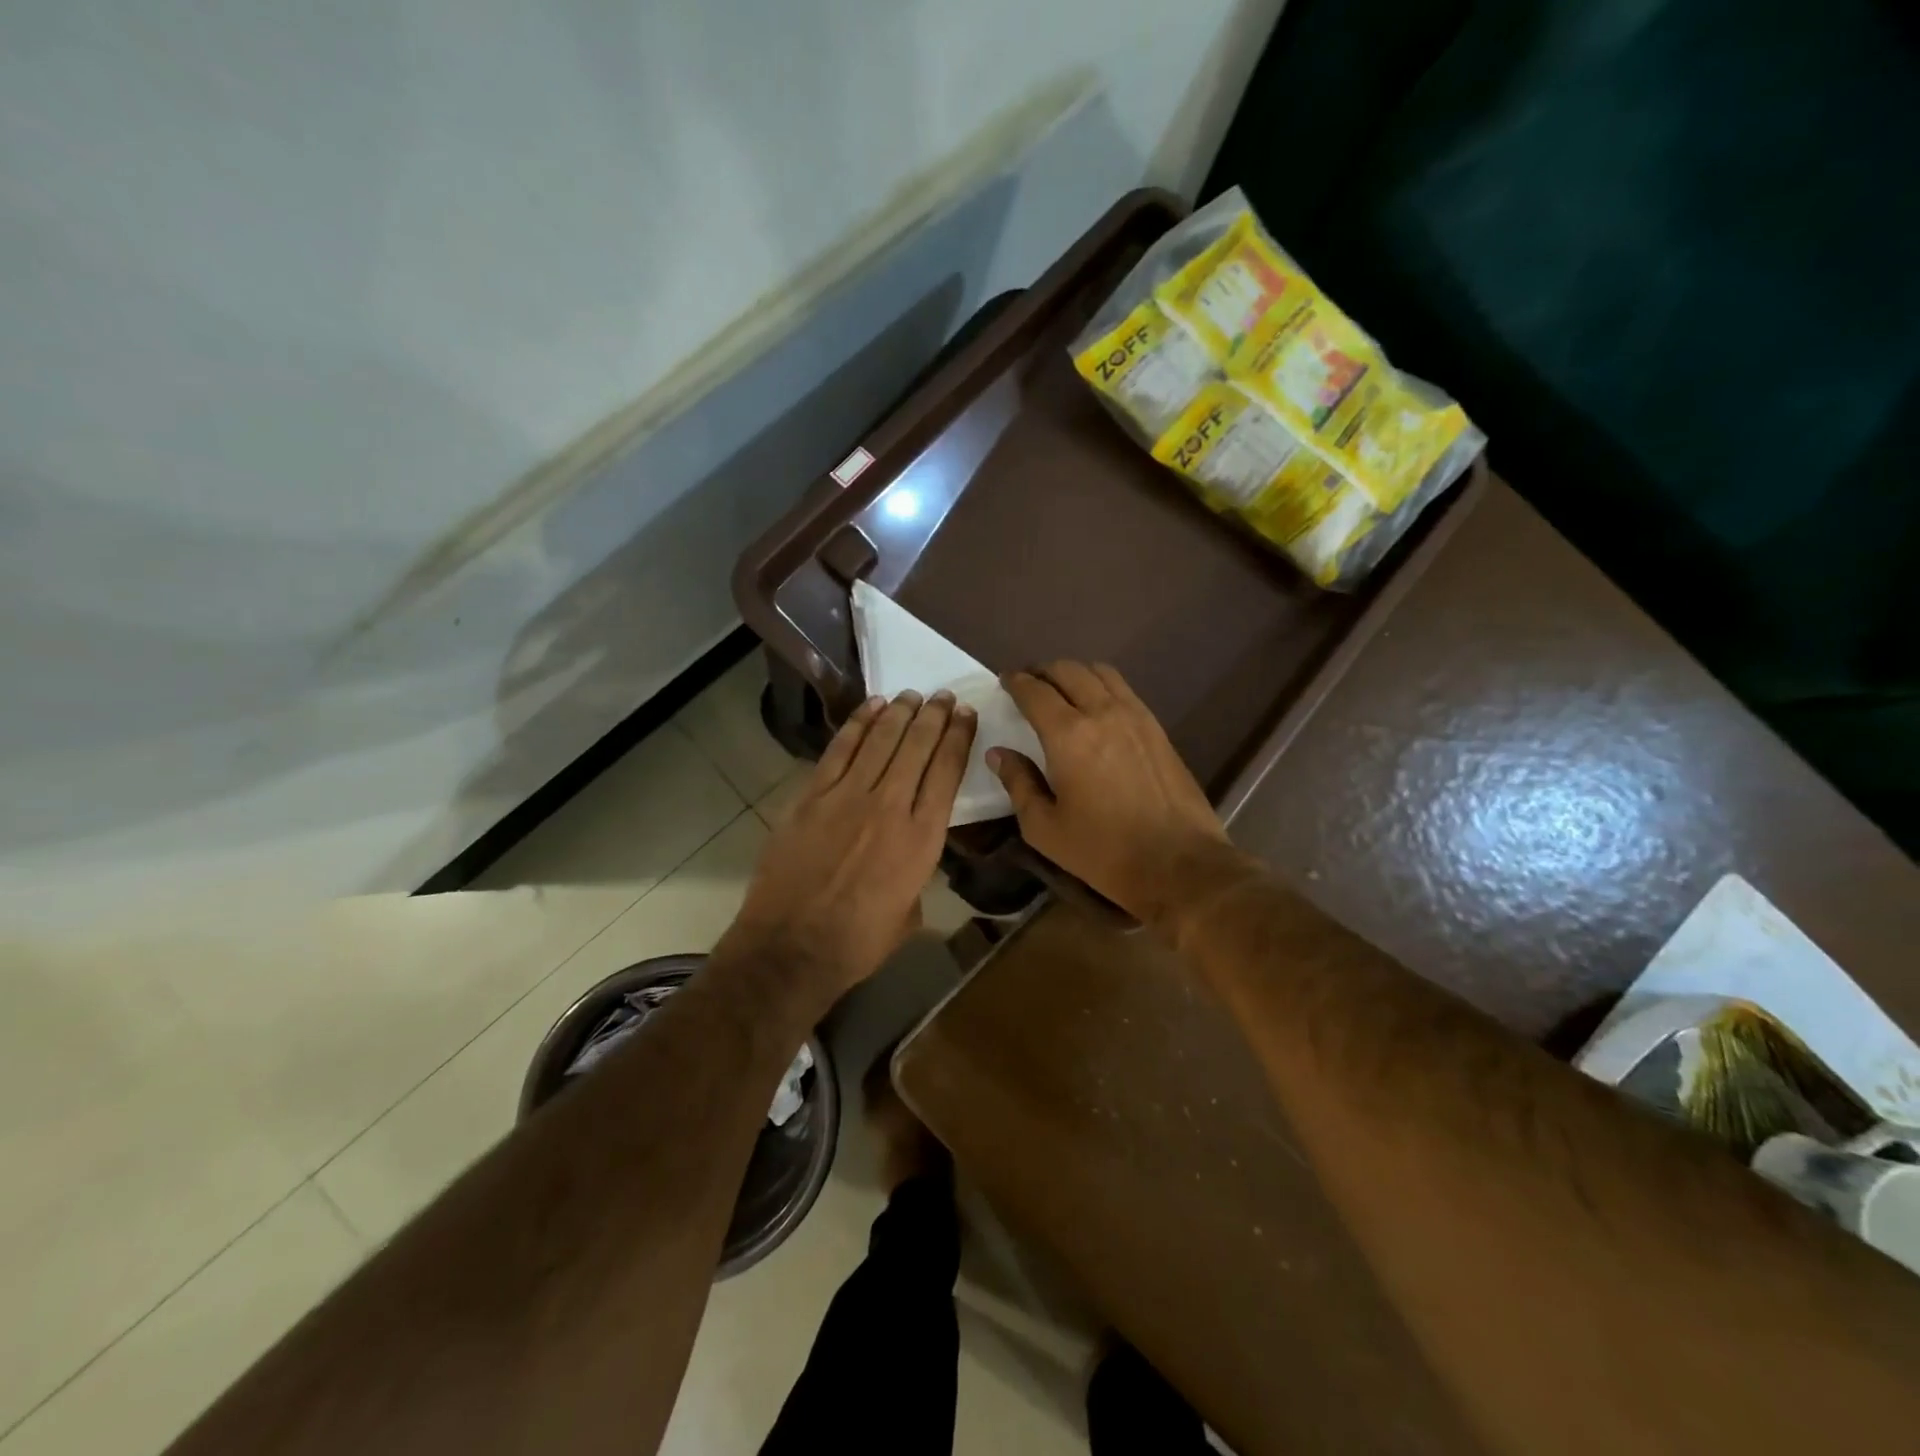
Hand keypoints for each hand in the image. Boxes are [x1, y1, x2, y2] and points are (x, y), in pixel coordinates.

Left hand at [723, 689, 975, 1009]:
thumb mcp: (910, 912)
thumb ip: (918, 872)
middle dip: (934, 716)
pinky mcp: (812, 796)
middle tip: (943, 696)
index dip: (959, 738)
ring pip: (881, 740)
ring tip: (912, 695)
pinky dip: (858, 724)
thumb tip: (912, 851)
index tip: (966, 715)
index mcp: (922, 839)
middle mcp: (890, 807)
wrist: (791, 947)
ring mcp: (847, 796)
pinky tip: (871, 707)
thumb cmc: (858, 942)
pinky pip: (839, 749)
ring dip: (900, 713)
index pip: (947, 772)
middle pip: (918, 747)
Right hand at [988, 662, 1250, 929]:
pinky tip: (1096, 706)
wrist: (1179, 863)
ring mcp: (1135, 716)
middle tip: (1029, 684)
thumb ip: (1019, 784)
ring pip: (1100, 672)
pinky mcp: (1157, 728)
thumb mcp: (1045, 828)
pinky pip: (1124, 690)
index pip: (1035, 691)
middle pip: (1068, 670)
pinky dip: (1102, 686)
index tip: (1005, 681)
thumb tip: (999, 753)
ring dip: (1075, 673)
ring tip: (1062, 689)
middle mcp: (1102, 712)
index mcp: (1068, 735)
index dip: (1016, 681)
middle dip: (1043, 671)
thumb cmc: (1103, 851)